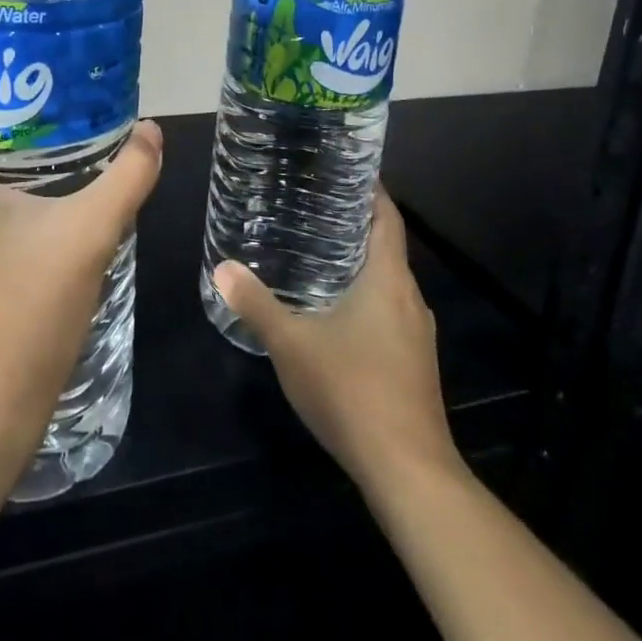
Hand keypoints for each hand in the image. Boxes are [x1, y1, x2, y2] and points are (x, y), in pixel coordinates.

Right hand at [211, 183, 458, 494]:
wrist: (408, 471)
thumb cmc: (351, 391)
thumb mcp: (291, 344)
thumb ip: (256, 304)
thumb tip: (222, 267)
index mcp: (388, 280)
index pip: (387, 217)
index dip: (372, 190)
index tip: (345, 170)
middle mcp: (411, 298)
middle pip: (387, 247)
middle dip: (355, 225)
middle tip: (314, 208)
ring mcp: (418, 334)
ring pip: (389, 283)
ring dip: (361, 265)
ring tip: (318, 253)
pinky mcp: (416, 363)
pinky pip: (391, 312)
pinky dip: (367, 298)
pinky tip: (336, 312)